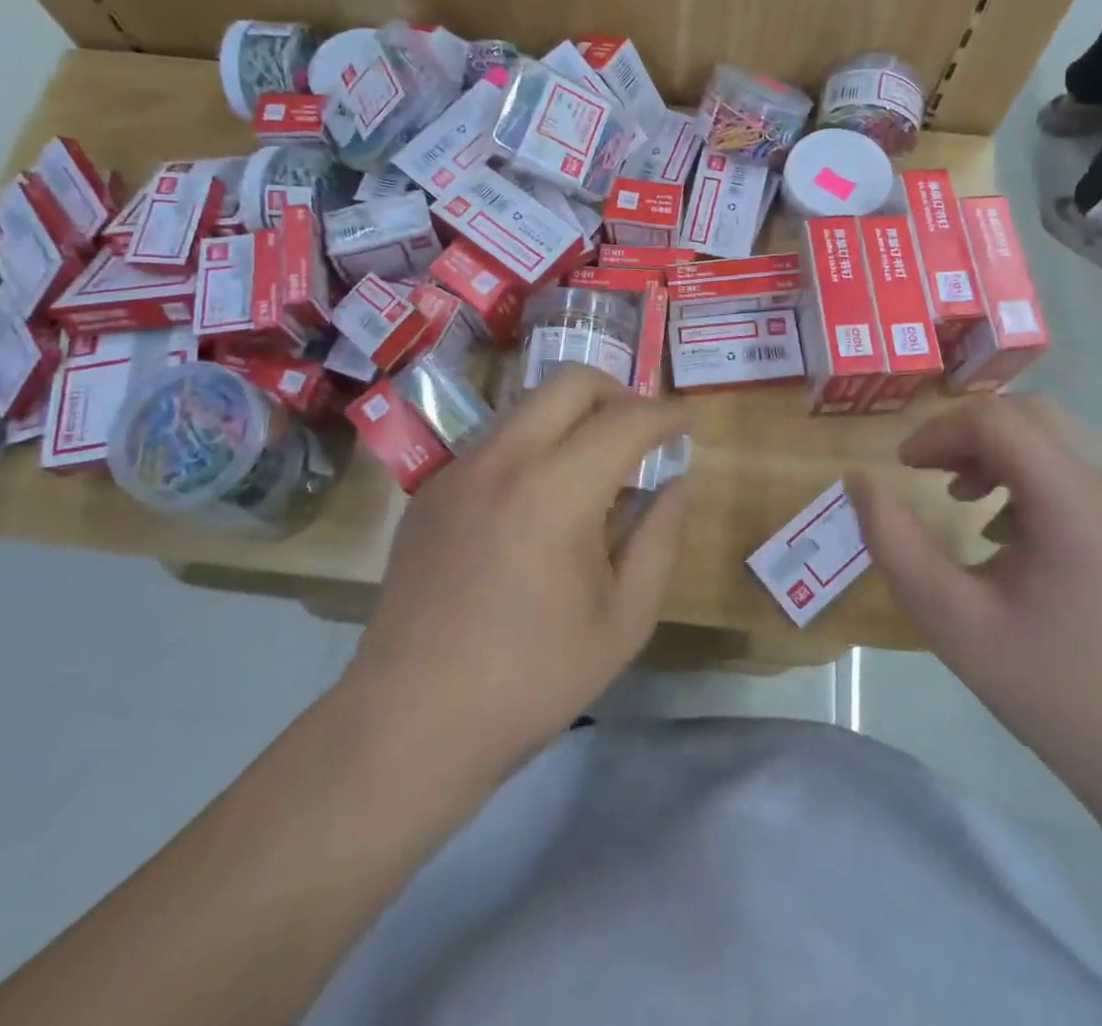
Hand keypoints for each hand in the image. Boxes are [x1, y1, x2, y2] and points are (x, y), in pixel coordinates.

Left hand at [346, 367, 690, 783]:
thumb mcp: (624, 619)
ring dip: (573, 417)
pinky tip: (538, 503)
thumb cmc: (532, 678)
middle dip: (619, 392)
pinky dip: (533, 446)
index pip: (626, 421)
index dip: (667, 415)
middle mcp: (503, 458)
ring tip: (593, 469)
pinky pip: (495, 440)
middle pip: (571, 382)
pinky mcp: (431, 488)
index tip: (689, 424)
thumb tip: (678, 484)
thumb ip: (660, 539)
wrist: (412, 720)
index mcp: (555, 490)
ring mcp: (459, 468)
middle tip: (642, 433)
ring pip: (529, 405)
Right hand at [847, 394, 1101, 801]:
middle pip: (1032, 419)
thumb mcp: (952, 621)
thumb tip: (860, 482)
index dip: (939, 431)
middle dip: (969, 436)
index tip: (905, 468)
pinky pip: (1080, 485)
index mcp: (1074, 503)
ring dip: (1000, 460)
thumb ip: (895, 544)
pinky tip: (1012, 544)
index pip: (998, 421)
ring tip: (964, 507)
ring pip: (1058, 448)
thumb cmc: (1055, 692)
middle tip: (931, 476)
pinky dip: (1032, 487)